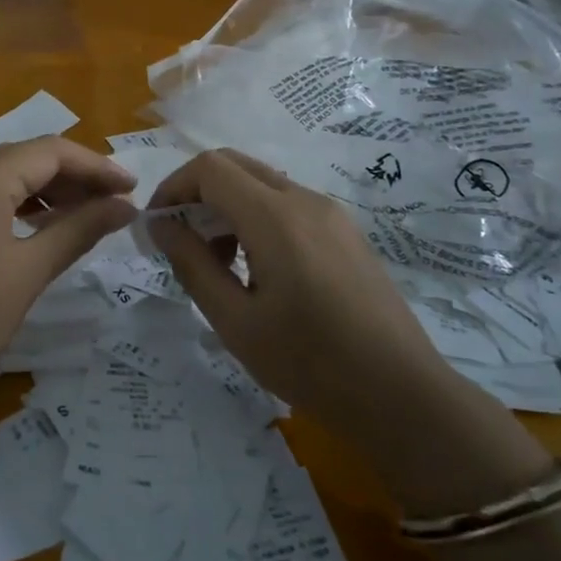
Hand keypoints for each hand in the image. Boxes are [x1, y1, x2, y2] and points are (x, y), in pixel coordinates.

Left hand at [0, 137, 136, 403]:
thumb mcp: (28, 272)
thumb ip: (80, 228)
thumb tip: (126, 206)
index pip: (51, 152)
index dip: (96, 167)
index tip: (132, 188)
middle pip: (25, 157)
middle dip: (73, 179)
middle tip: (115, 206)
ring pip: (2, 172)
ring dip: (45, 190)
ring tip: (86, 216)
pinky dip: (12, 201)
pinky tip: (41, 222)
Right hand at [147, 148, 447, 439]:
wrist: (402, 395)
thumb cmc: (311, 364)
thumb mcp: (236, 322)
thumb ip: (192, 265)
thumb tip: (161, 225)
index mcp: (275, 218)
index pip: (210, 168)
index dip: (173, 186)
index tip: (158, 225)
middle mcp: (304, 200)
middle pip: (235, 165)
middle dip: (197, 192)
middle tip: (182, 240)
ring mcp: (330, 213)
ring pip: (262, 183)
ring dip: (227, 206)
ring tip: (220, 264)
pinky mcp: (345, 231)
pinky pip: (288, 203)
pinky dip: (257, 217)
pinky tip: (259, 269)